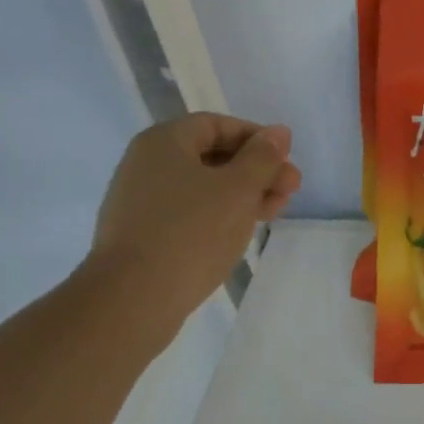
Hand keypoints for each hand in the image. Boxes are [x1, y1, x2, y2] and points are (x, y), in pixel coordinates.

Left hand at [83, 114, 301, 341]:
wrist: (133, 298)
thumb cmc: (192, 231)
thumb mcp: (239, 188)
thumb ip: (263, 157)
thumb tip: (279, 132)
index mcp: (164, 142)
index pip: (217, 125)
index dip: (257, 138)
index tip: (286, 159)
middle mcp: (146, 165)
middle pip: (211, 156)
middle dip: (256, 170)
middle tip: (290, 190)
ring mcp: (141, 202)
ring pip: (203, 187)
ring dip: (243, 195)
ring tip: (274, 213)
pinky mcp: (143, 235)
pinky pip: (188, 213)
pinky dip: (219, 215)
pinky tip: (241, 232)